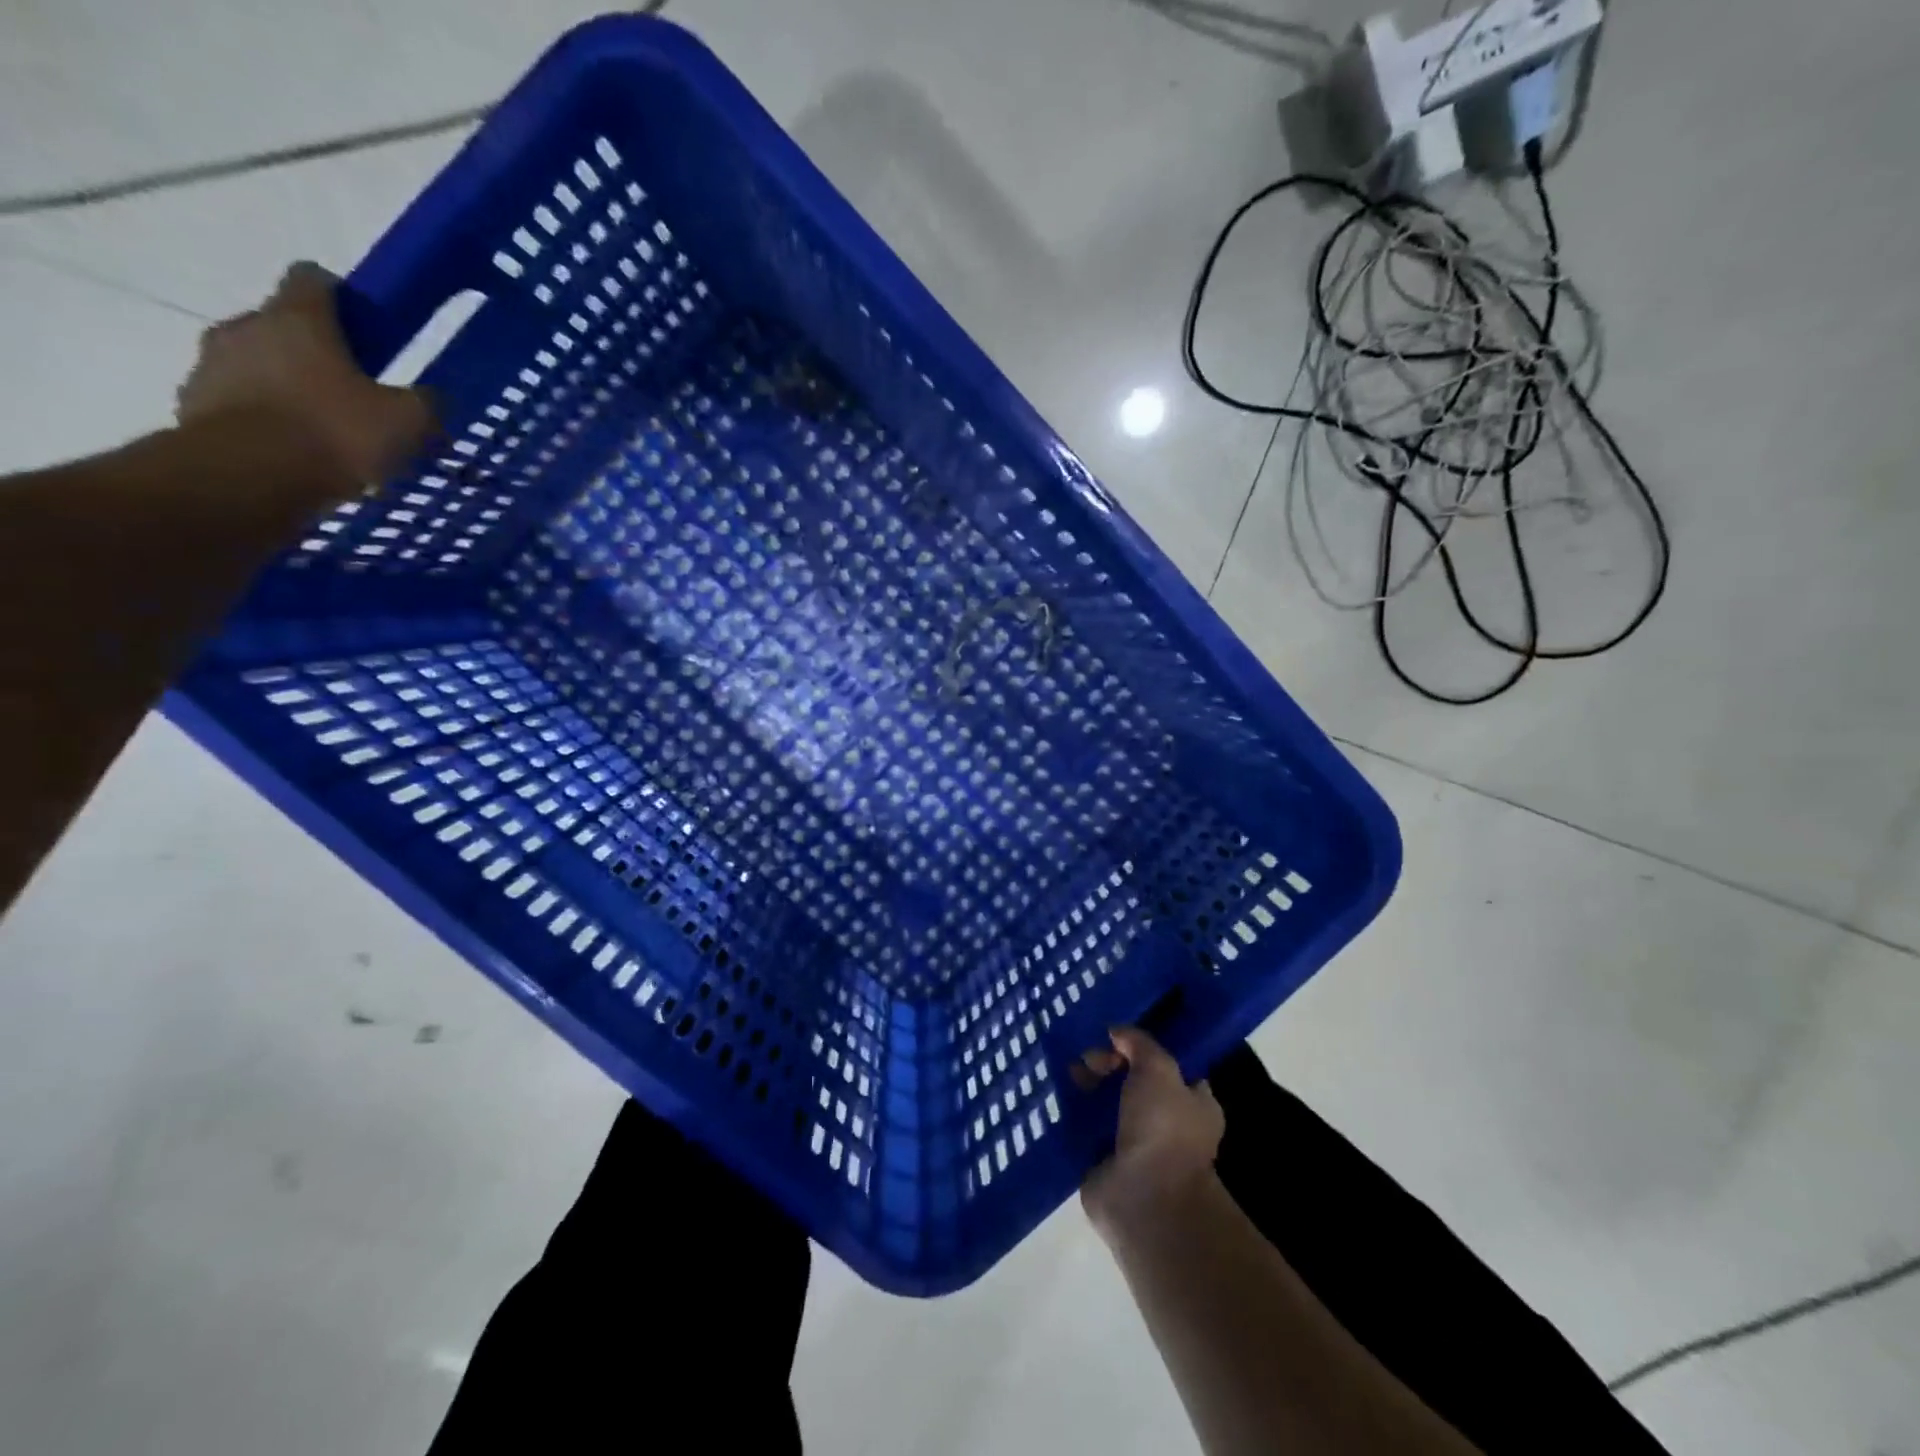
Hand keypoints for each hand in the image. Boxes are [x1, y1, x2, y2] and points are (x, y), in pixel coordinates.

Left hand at [175, 261, 435, 497]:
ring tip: (325, 435)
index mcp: (298, 318)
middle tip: (355, 395)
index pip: (314, 279)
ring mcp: (212, 364)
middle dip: (317, 354)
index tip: (366, 331)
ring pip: (259, 366)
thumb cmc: (334, 433)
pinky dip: (265, 421)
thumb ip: (426, 404)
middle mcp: (247, 327)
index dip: (343, 298)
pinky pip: (238, 403)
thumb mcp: (407, 422)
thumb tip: (432, 398)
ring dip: (288, 389)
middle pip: (285, 327)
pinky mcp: (194, 404)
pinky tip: (295, 455)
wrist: (247, 476)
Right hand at [1079, 1026, 1225, 1240]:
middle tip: (1087, 1056)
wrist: (1143, 1198)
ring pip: (1106, 1102)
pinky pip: (1086, 1126)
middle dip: (1108, 1064)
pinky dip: (1073, 1112)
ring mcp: (1133, 1143)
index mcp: (1192, 1102)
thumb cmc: (1163, 1128)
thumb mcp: (1158, 1069)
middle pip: (1131, 1080)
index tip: (1115, 1034)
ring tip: (1068, 1071)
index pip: (1168, 1065)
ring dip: (1087, 1086)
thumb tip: (1117, 1031)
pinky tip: (1057, 1092)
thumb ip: (1139, 1043)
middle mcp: (1166, 1122)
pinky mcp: (1103, 1159)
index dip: (1142, 1047)